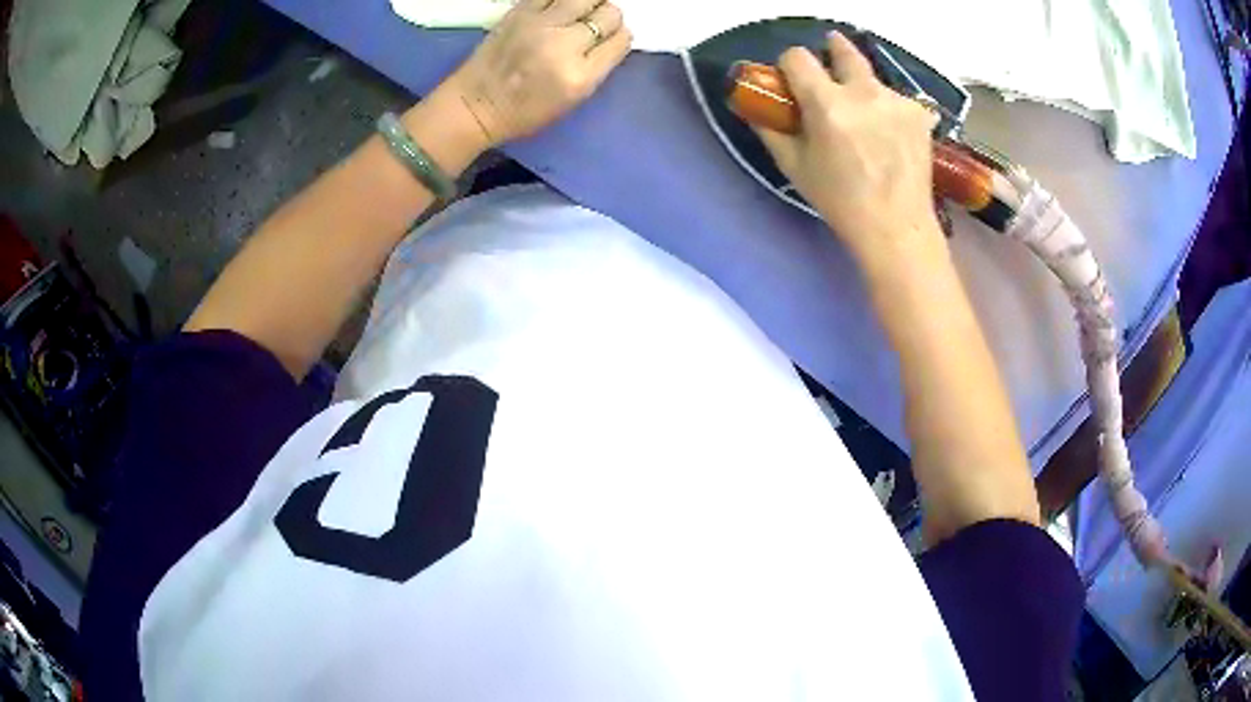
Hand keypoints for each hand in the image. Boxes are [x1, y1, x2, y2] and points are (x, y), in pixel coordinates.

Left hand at [444, 0, 632, 147]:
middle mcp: (564, 45)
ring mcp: (540, 24)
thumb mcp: (574, 99)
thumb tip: (611, 36)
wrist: (476, 105)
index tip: (609, 39)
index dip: (618, 37)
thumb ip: (597, 65)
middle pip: (609, 13)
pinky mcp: (520, 12)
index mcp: (580, 75)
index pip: (621, 39)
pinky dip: (561, 0)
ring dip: (588, 3)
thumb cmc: (526, 111)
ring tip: (578, 12)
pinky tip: (558, 8)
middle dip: (607, 17)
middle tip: (594, 24)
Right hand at [756, 33, 941, 268]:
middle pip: (843, 49)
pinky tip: (889, 134)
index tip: (792, 78)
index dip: (789, 64)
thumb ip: (771, 128)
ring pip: (871, 77)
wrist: (897, 227)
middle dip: (832, 48)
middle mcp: (863, 92)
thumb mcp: (794, 167)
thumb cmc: (840, 201)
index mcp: (827, 104)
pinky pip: (895, 98)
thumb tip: (755, 105)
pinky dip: (887, 108)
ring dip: (862, 87)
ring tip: (866, 118)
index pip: (798, 56)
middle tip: (830, 60)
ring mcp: (896, 101)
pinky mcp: (919, 113)